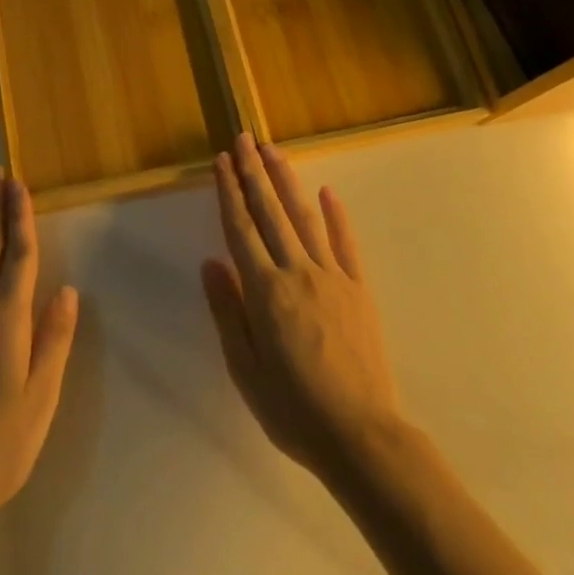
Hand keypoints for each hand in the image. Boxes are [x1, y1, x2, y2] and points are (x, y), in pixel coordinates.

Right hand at [202, 133, 404, 478]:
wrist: (362, 436)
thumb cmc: (294, 409)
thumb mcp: (245, 370)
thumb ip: (228, 311)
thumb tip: (210, 262)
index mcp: (265, 292)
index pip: (241, 229)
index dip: (230, 192)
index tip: (221, 161)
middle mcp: (297, 272)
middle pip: (270, 212)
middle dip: (254, 172)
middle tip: (244, 138)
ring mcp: (333, 276)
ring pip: (305, 218)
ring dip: (287, 181)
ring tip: (273, 151)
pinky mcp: (359, 288)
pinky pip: (345, 243)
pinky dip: (336, 215)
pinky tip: (327, 192)